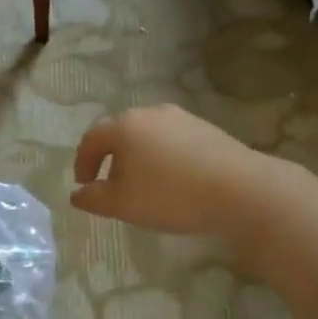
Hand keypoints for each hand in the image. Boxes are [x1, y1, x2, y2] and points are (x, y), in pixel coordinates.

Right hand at [71, 105, 267, 238]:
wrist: (239, 189)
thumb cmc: (170, 195)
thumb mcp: (122, 204)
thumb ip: (93, 199)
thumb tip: (77, 194)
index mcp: (124, 126)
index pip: (92, 139)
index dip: (82, 162)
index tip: (84, 184)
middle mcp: (150, 113)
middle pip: (120, 132)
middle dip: (110, 158)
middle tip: (110, 184)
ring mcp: (181, 118)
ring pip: (148, 135)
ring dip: (138, 157)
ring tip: (143, 184)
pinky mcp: (206, 128)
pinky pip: (173, 140)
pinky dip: (163, 157)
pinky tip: (173, 180)